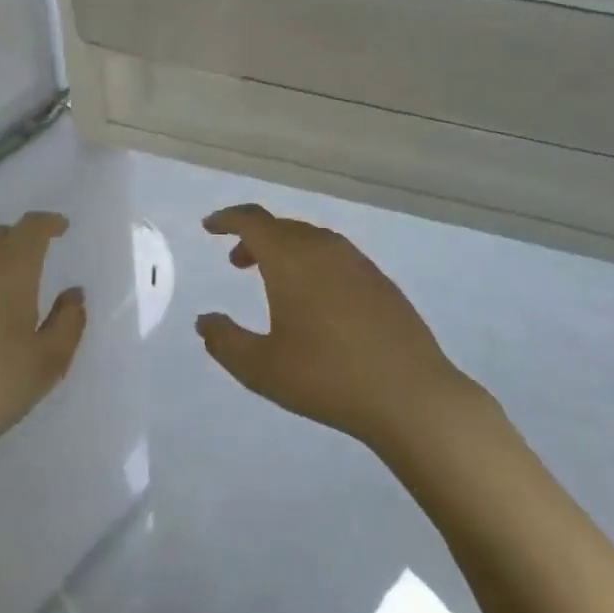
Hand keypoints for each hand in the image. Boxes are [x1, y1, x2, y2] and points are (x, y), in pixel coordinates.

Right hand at [195, 203, 487, 455]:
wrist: (409, 393)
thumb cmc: (327, 377)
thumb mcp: (262, 368)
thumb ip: (225, 342)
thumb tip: (204, 321)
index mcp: (290, 258)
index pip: (252, 221)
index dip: (227, 219)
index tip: (209, 227)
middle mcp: (322, 247)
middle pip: (281, 227)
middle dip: (254, 238)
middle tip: (236, 262)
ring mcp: (355, 260)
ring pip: (309, 240)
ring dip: (284, 251)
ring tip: (273, 282)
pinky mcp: (379, 279)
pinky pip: (334, 256)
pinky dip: (312, 263)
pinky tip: (316, 300)